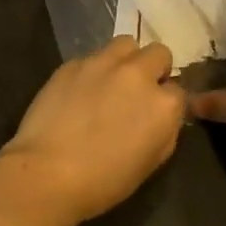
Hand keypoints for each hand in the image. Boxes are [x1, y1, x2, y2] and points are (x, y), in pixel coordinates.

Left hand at [0, 37, 186, 225]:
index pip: (178, 91)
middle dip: (153, 69)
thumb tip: (162, 116)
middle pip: (158, 53)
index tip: (154, 114)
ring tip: (111, 82)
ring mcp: (103, 63)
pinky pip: (92, 57)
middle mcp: (137, 74)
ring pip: (125, 44)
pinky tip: (79, 92)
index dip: (167, 103)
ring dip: (125, 59)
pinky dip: (93, 70)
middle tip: (137, 92)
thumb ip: (164, 131)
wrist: (47, 173)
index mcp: (163, 104)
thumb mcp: (150, 163)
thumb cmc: (103, 181)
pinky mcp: (73, 63)